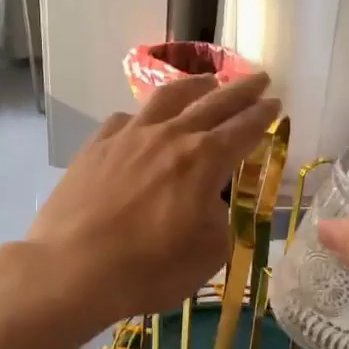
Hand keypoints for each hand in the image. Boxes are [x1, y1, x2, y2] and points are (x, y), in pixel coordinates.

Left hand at [24, 73, 278, 330]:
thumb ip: (218, 220)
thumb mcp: (207, 255)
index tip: (275, 103)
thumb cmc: (147, 269)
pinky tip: (145, 122)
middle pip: (212, 103)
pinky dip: (145, 115)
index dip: (263, 115)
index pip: (243, 129)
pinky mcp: (97, 145)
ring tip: (208, 82)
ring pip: (168, 98)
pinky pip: (127, 119)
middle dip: (240, 90)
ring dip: (195, 86)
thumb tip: (208, 202)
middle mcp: (169, 137)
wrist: (72, 268)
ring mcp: (129, 136)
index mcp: (203, 161)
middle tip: (259, 79)